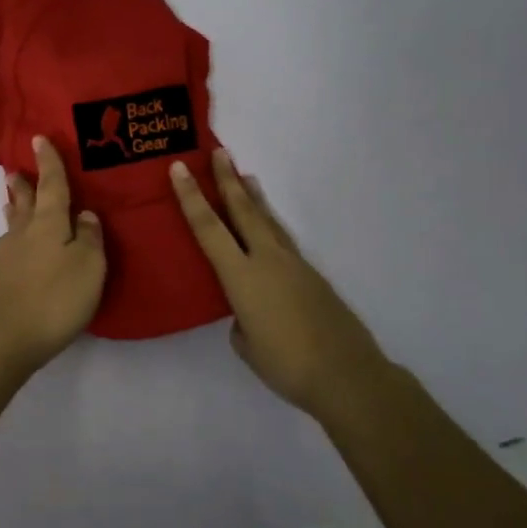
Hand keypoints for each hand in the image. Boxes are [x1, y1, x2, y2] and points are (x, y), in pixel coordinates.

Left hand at [0, 136, 106, 372]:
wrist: (5, 338)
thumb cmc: (55, 298)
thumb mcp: (89, 267)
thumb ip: (91, 238)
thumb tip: (86, 215)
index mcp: (48, 222)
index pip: (52, 184)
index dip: (49, 162)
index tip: (38, 138)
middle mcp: (24, 232)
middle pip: (25, 200)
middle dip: (24, 183)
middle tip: (17, 168)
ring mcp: (7, 256)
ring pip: (15, 222)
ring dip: (16, 206)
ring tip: (15, 197)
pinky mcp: (0, 279)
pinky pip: (12, 244)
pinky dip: (18, 234)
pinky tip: (20, 244)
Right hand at [170, 149, 389, 417]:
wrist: (347, 375)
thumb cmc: (286, 364)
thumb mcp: (246, 344)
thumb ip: (240, 320)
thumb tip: (247, 313)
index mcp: (242, 276)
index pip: (208, 228)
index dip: (191, 197)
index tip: (179, 168)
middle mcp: (267, 260)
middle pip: (243, 211)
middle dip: (227, 180)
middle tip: (219, 152)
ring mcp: (294, 265)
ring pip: (268, 221)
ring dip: (253, 197)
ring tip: (245, 176)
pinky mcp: (312, 276)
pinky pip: (283, 241)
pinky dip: (271, 225)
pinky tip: (268, 230)